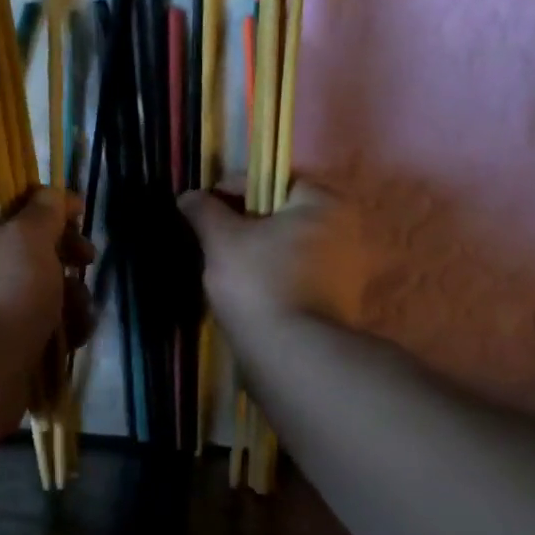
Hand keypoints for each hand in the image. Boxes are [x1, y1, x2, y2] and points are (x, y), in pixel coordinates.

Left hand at [0, 189, 92, 366]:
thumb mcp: (28, 237)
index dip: (45, 201)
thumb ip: (45, 210)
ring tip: (76, 313)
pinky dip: (63, 327)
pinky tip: (73, 337)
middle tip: (86, 260)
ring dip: (71, 297)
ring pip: (45, 287)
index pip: (8, 200)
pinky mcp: (8, 340)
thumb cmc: (2, 292)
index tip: (79, 212)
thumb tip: (51, 197)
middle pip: (31, 246)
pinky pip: (44, 323)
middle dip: (66, 254)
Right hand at [178, 182, 365, 347]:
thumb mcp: (221, 240)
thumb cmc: (258, 283)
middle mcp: (345, 229)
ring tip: (223, 265)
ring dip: (257, 251)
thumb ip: (204, 211)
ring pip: (288, 247)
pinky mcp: (337, 302)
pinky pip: (296, 275)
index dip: (233, 188)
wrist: (293, 354)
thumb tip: (188, 195)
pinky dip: (271, 276)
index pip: (273, 180)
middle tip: (211, 237)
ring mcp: (346, 269)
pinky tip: (245, 290)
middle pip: (282, 214)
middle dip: (245, 222)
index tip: (203, 207)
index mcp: (324, 203)